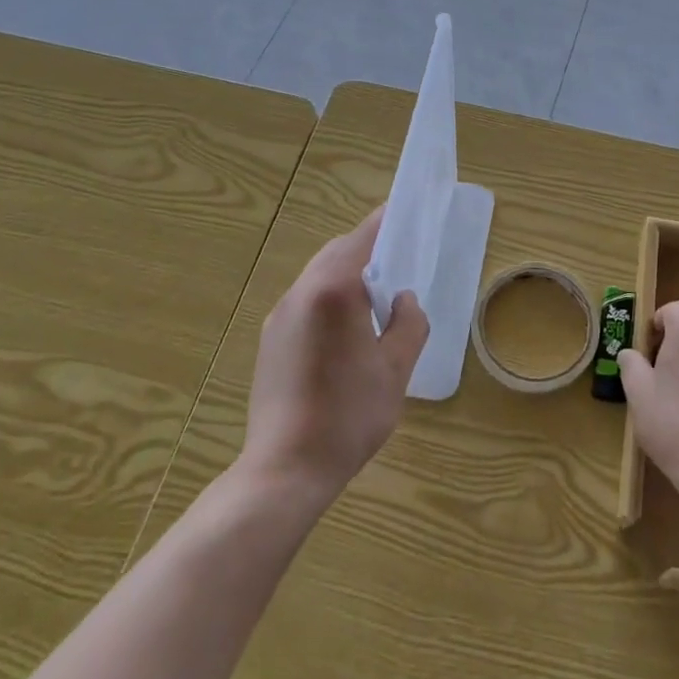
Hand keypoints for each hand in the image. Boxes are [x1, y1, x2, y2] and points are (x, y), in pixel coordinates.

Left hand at [237, 206, 429, 507]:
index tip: (403, 210)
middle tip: (396, 258)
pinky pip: (305, 301)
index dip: (385, 222)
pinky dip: (328, 297)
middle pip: (336, 253)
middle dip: (365, 247)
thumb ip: (408, 323)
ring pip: (317, 276)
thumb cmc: (349, 415)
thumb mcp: (395, 369)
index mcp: (333, 292)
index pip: (362, 239)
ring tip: (374, 297)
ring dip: (345, 273)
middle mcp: (301, 294)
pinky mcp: (270, 340)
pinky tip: (345, 330)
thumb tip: (403, 299)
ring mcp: (280, 317)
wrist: (285, 469)